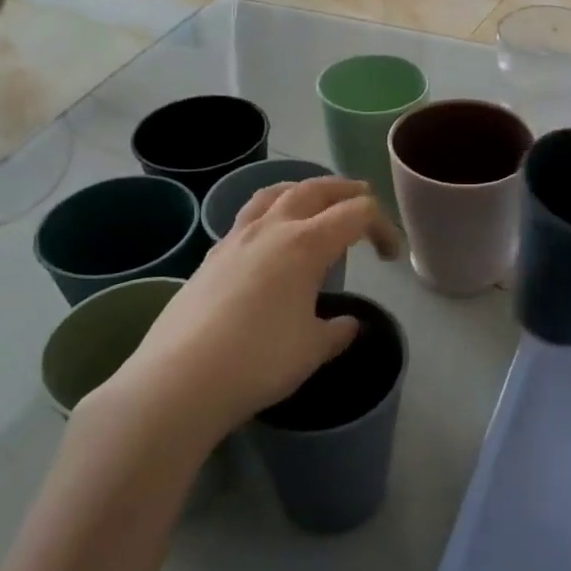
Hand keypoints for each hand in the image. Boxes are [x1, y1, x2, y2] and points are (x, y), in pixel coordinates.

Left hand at [83, 177, 399, 447]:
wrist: (179, 380)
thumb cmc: (258, 361)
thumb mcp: (312, 349)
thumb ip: (337, 332)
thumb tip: (348, 325)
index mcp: (306, 244)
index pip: (357, 214)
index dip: (382, 228)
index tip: (390, 257)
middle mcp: (272, 229)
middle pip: (316, 189)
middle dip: (346, 192)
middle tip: (363, 201)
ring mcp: (235, 239)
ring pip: (275, 194)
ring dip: (303, 191)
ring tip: (314, 201)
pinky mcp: (211, 257)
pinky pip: (248, 216)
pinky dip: (270, 212)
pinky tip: (270, 238)